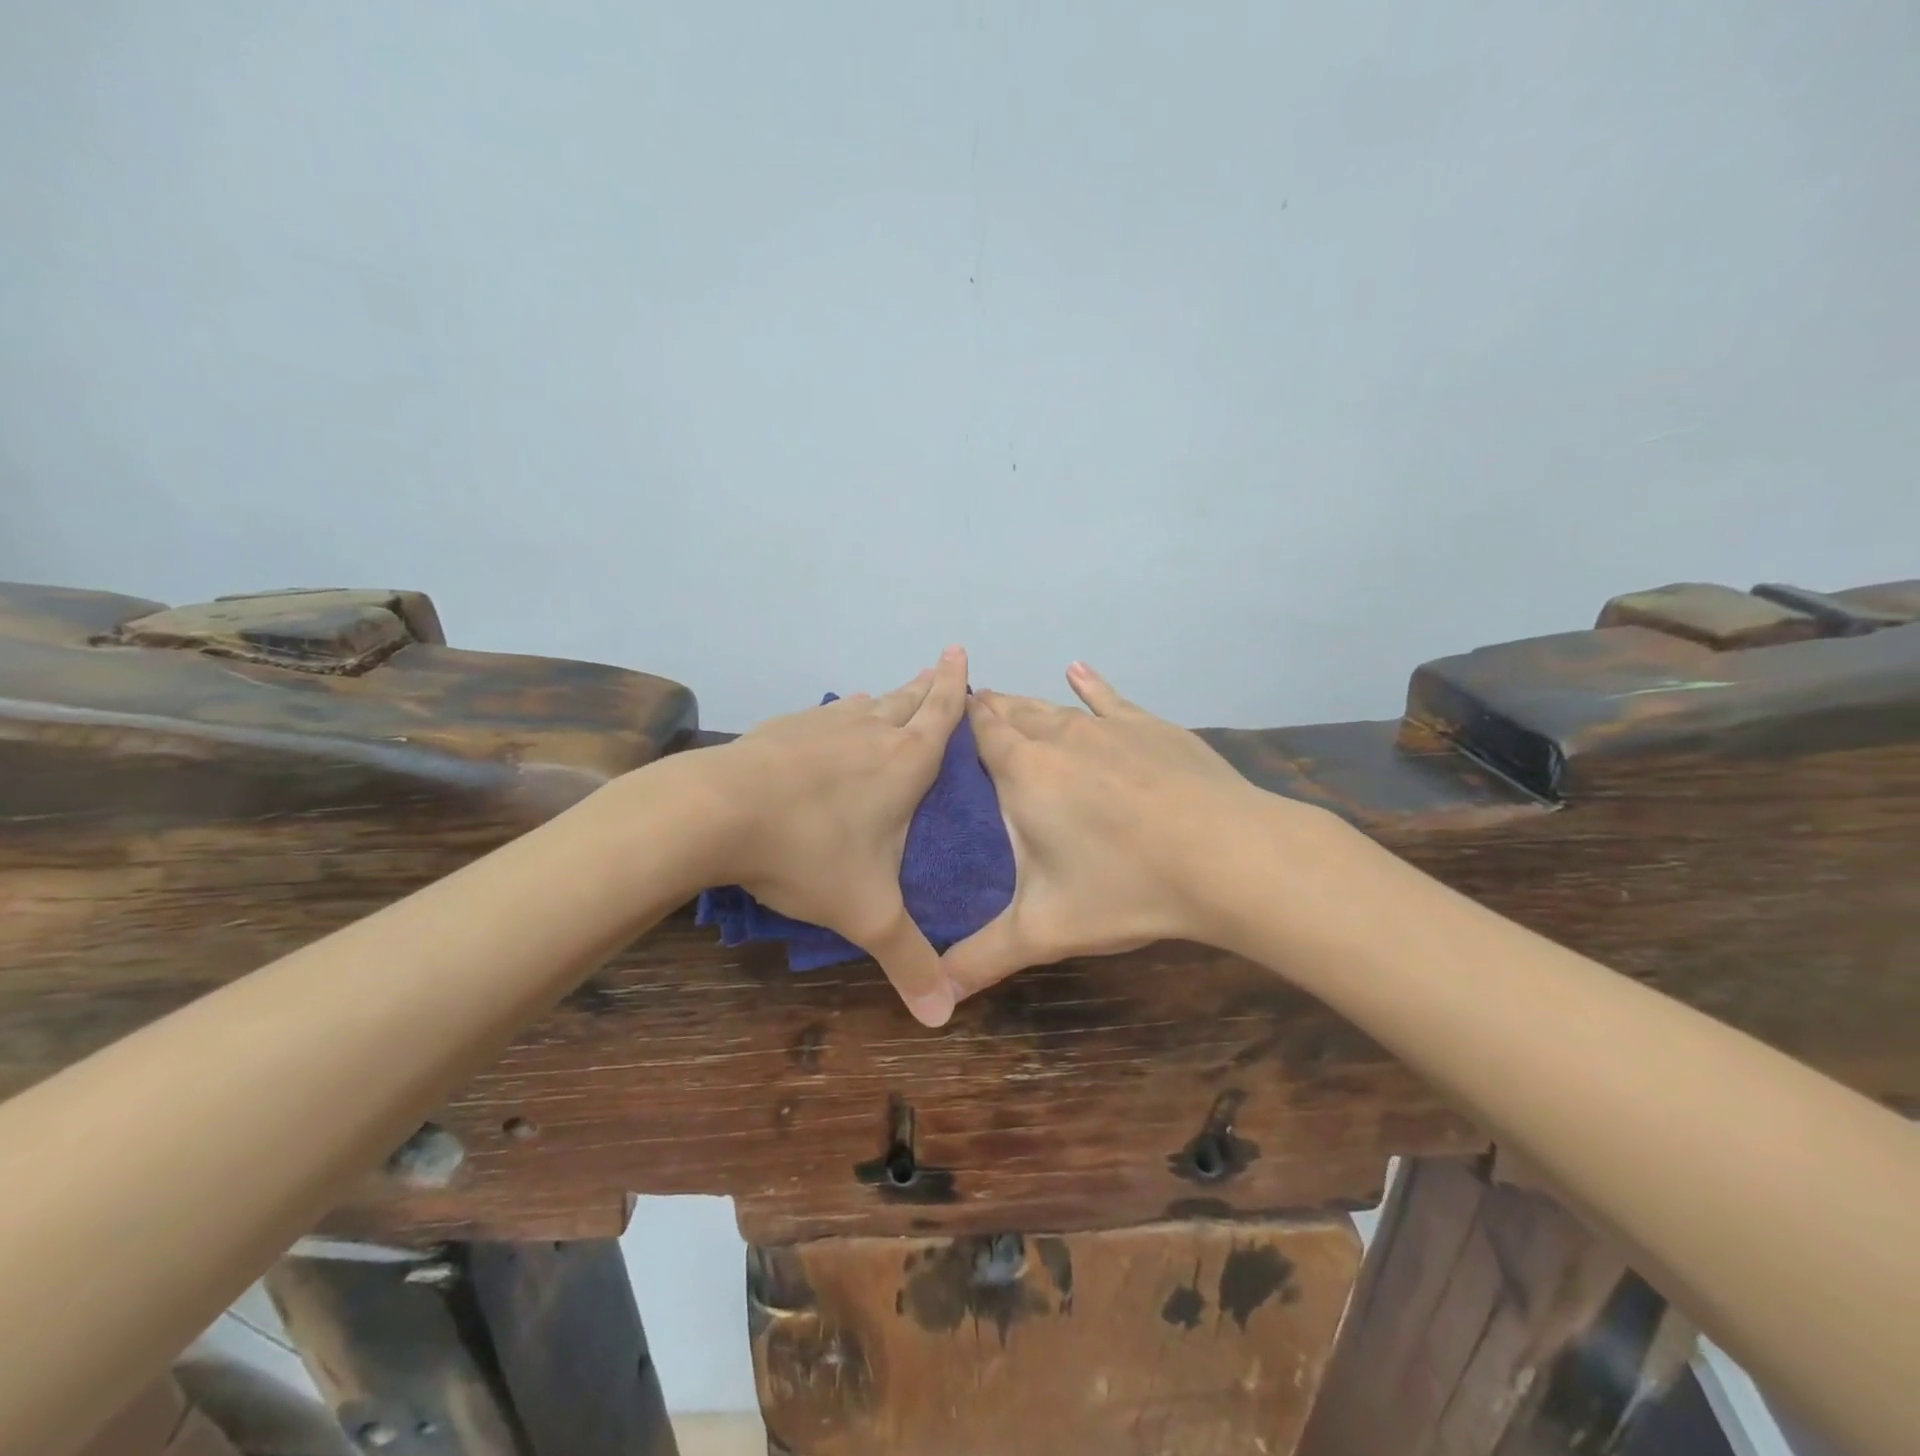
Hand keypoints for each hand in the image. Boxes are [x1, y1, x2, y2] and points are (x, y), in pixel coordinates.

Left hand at [706, 647, 968, 1025]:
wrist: (715, 812)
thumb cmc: (808, 852)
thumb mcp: (867, 915)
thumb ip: (908, 962)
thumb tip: (943, 1019)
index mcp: (904, 763)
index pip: (942, 713)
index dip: (956, 686)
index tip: (960, 652)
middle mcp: (869, 732)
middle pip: (908, 698)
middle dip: (929, 684)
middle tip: (941, 666)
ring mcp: (823, 725)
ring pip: (866, 703)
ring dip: (886, 697)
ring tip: (894, 694)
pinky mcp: (783, 728)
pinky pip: (826, 714)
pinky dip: (841, 713)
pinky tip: (831, 721)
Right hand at [941, 662, 1270, 999]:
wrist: (1229, 856)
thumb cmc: (1127, 886)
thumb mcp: (1044, 931)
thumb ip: (983, 958)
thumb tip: (936, 996)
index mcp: (1025, 772)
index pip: (979, 732)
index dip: (957, 722)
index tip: (939, 722)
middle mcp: (1059, 736)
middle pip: (1012, 712)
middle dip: (987, 711)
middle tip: (967, 716)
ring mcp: (1108, 727)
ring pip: (1053, 706)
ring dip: (1026, 704)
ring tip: (1005, 701)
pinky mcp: (1151, 727)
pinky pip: (1109, 698)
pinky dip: (1089, 684)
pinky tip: (1078, 670)